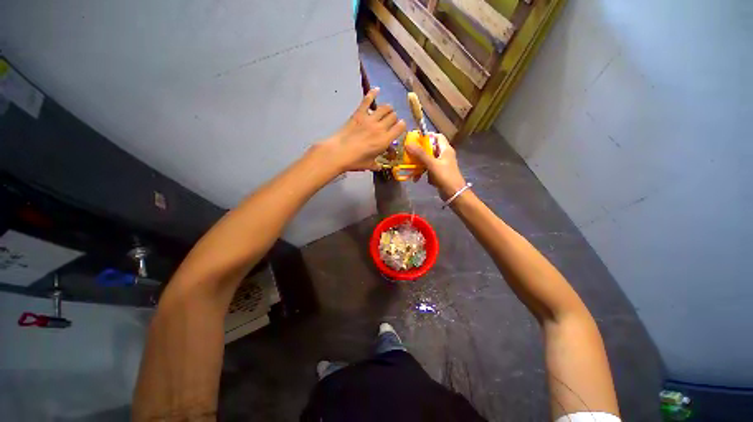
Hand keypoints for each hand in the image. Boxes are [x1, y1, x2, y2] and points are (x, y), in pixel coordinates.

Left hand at [324, 88, 406, 171]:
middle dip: (394, 118)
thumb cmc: (355, 161)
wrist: (339, 153)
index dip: (402, 126)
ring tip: (386, 110)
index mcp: (385, 140)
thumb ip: (377, 165)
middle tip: (390, 122)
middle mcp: (380, 127)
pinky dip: (372, 93)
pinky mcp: (359, 114)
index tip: (399, 128)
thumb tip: (379, 166)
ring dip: (388, 108)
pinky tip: (377, 89)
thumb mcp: (370, 165)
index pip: (400, 127)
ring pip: (385, 107)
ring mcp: (370, 119)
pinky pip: (367, 100)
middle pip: (393, 116)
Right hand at [405, 133, 466, 198]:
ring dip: (419, 165)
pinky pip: (428, 169)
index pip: (437, 136)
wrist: (454, 193)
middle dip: (419, 153)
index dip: (427, 136)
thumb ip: (420, 154)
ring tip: (412, 169)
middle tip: (409, 154)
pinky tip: (418, 178)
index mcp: (445, 149)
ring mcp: (441, 164)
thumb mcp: (432, 164)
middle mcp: (444, 155)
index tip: (415, 140)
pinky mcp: (438, 173)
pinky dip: (423, 173)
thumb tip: (408, 144)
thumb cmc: (445, 176)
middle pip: (430, 149)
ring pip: (427, 160)